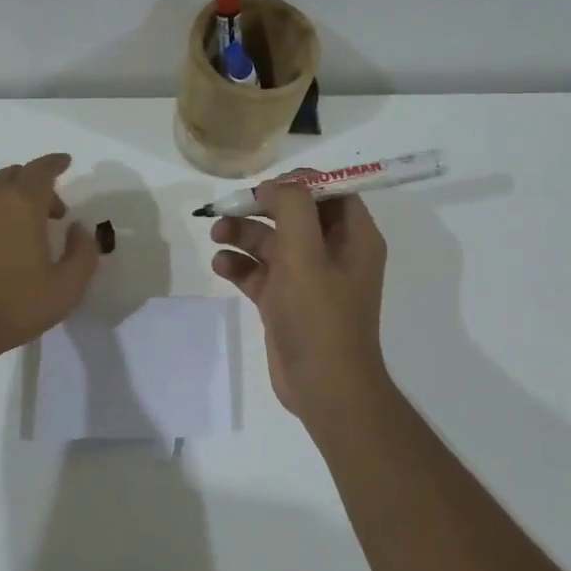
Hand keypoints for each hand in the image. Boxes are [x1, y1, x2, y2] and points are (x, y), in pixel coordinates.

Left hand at [0, 153, 98, 355]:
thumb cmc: (12, 307)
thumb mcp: (66, 289)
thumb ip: (82, 253)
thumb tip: (78, 229)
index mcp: (22, 204)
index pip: (41, 169)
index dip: (55, 163)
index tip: (64, 162)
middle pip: (11, 174)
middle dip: (32, 185)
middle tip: (45, 213)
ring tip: (8, 222)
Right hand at [210, 176, 389, 419]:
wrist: (323, 386)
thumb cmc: (319, 315)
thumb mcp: (306, 253)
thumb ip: (292, 207)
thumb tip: (274, 186)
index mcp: (354, 237)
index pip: (330, 191)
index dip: (297, 183)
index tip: (263, 187)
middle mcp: (334, 253)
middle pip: (294, 215)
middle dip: (260, 208)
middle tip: (228, 208)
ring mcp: (308, 279)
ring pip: (272, 243)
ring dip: (244, 235)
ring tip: (216, 235)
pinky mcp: (285, 302)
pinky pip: (260, 272)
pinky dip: (240, 265)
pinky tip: (221, 265)